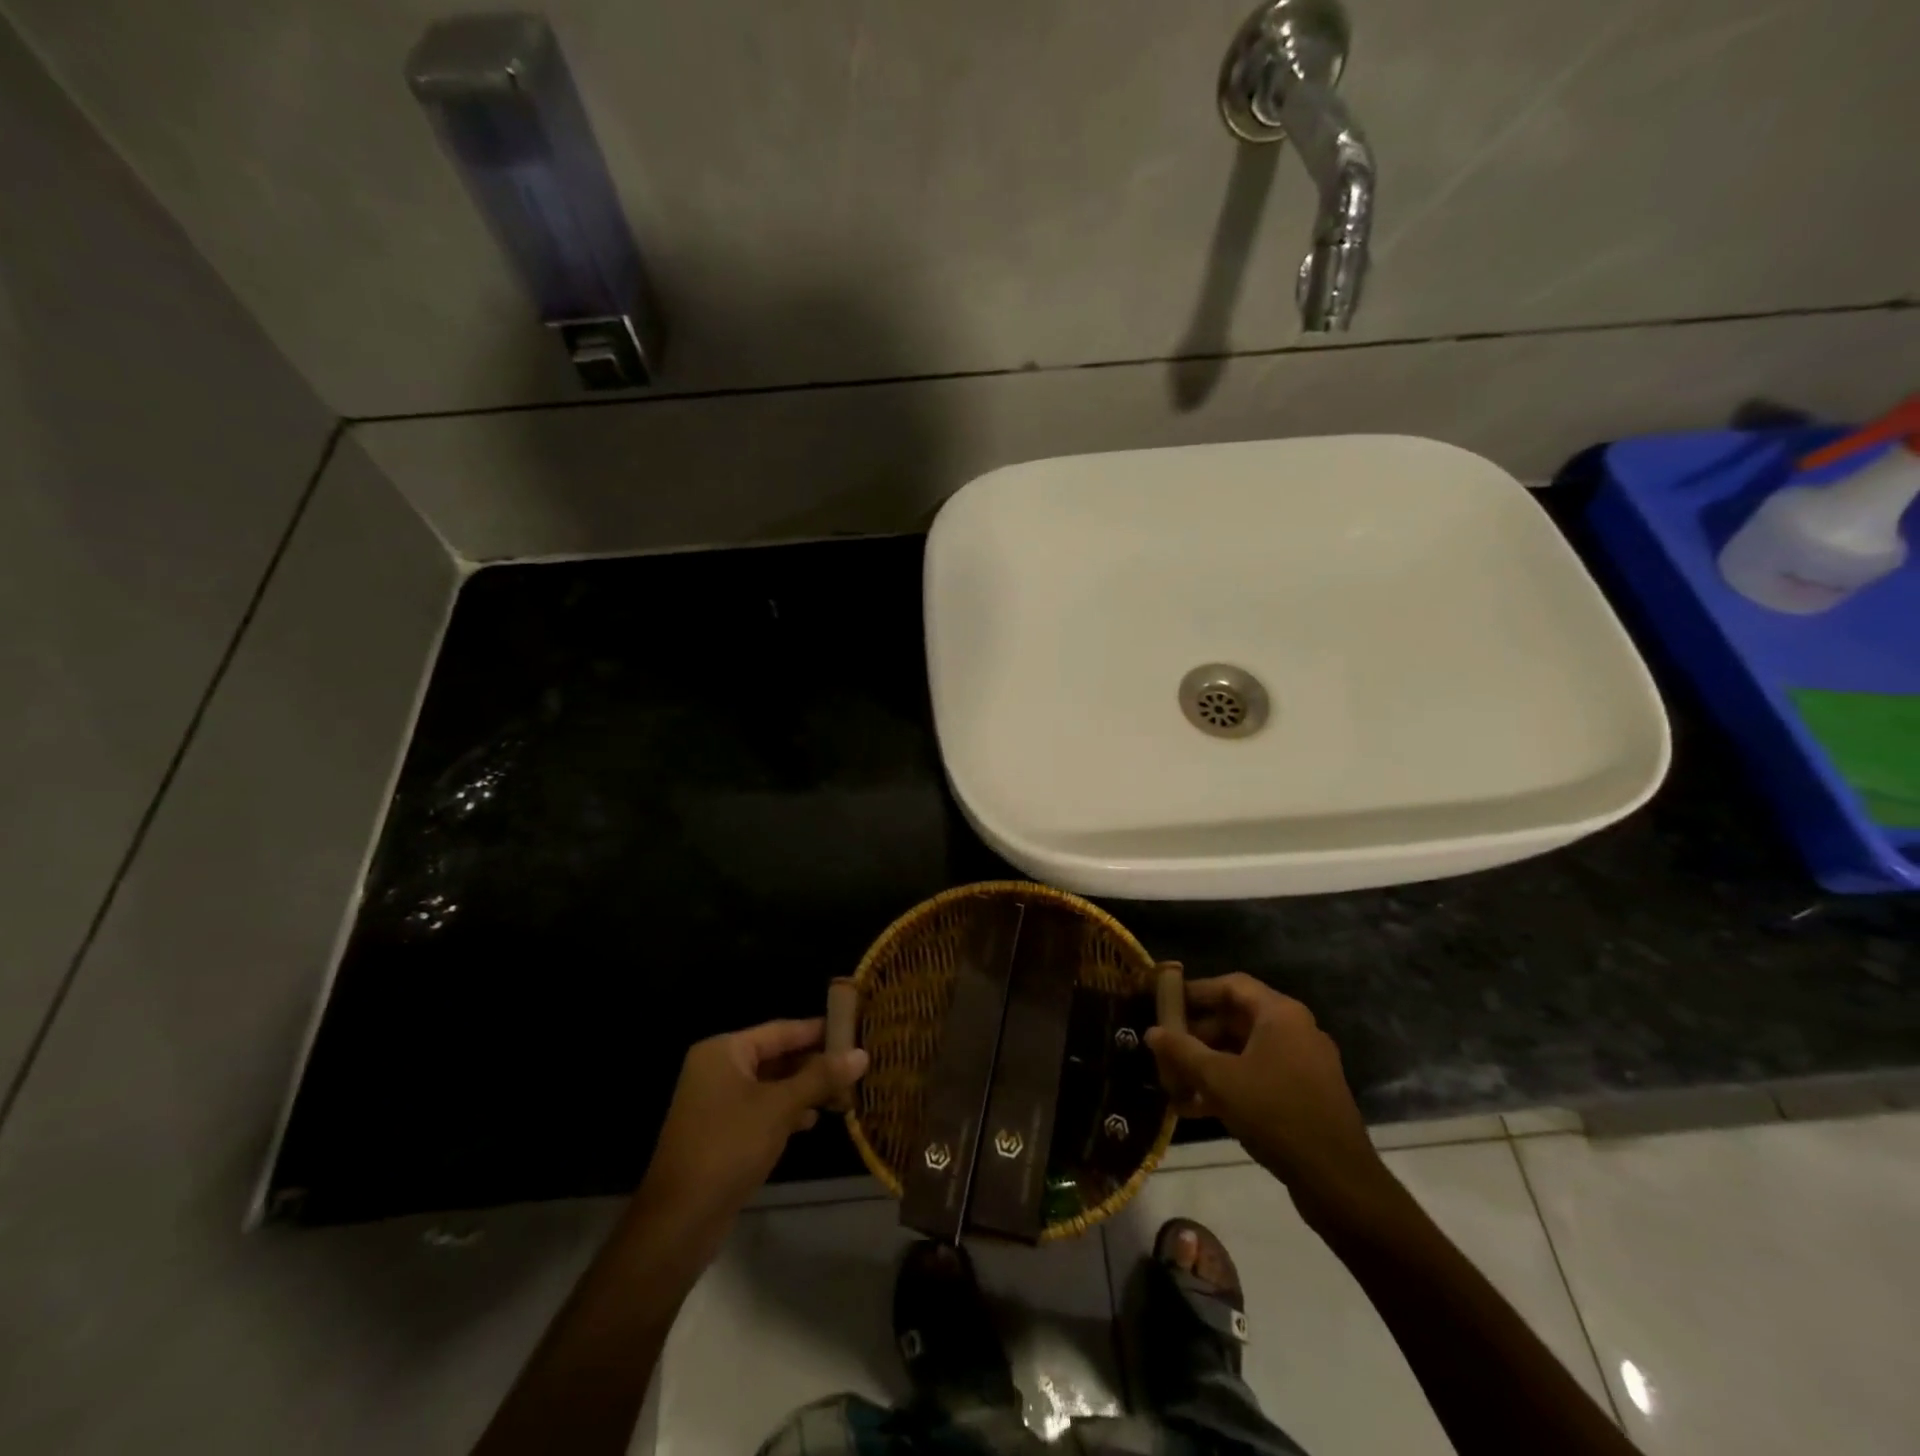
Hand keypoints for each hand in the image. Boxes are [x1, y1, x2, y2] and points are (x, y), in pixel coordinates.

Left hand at [639, 1019, 867, 1230]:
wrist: (679, 1221)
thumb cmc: (729, 1147)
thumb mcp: (780, 1107)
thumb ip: (821, 1078)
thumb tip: (862, 1054)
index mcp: (724, 1051)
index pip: (781, 1030)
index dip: (819, 1030)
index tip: (854, 1030)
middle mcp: (718, 1069)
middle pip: (776, 1056)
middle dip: (815, 1064)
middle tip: (856, 1066)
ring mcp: (717, 1102)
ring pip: (772, 1085)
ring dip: (805, 1089)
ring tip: (844, 1094)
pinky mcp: (721, 1132)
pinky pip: (762, 1108)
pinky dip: (787, 1111)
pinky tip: (813, 1121)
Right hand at [1146, 975, 1391, 1223]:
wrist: (1339, 1182)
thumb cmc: (1276, 1114)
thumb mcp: (1219, 1080)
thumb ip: (1182, 1051)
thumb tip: (1151, 1031)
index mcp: (1281, 1015)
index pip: (1231, 985)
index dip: (1195, 992)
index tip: (1164, 1004)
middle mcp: (1295, 1030)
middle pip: (1236, 1019)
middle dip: (1196, 1036)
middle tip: (1165, 1051)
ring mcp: (1303, 1065)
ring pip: (1244, 1052)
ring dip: (1208, 1065)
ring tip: (1173, 1084)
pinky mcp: (1305, 1095)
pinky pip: (1258, 1077)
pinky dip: (1229, 1086)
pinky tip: (1196, 1109)